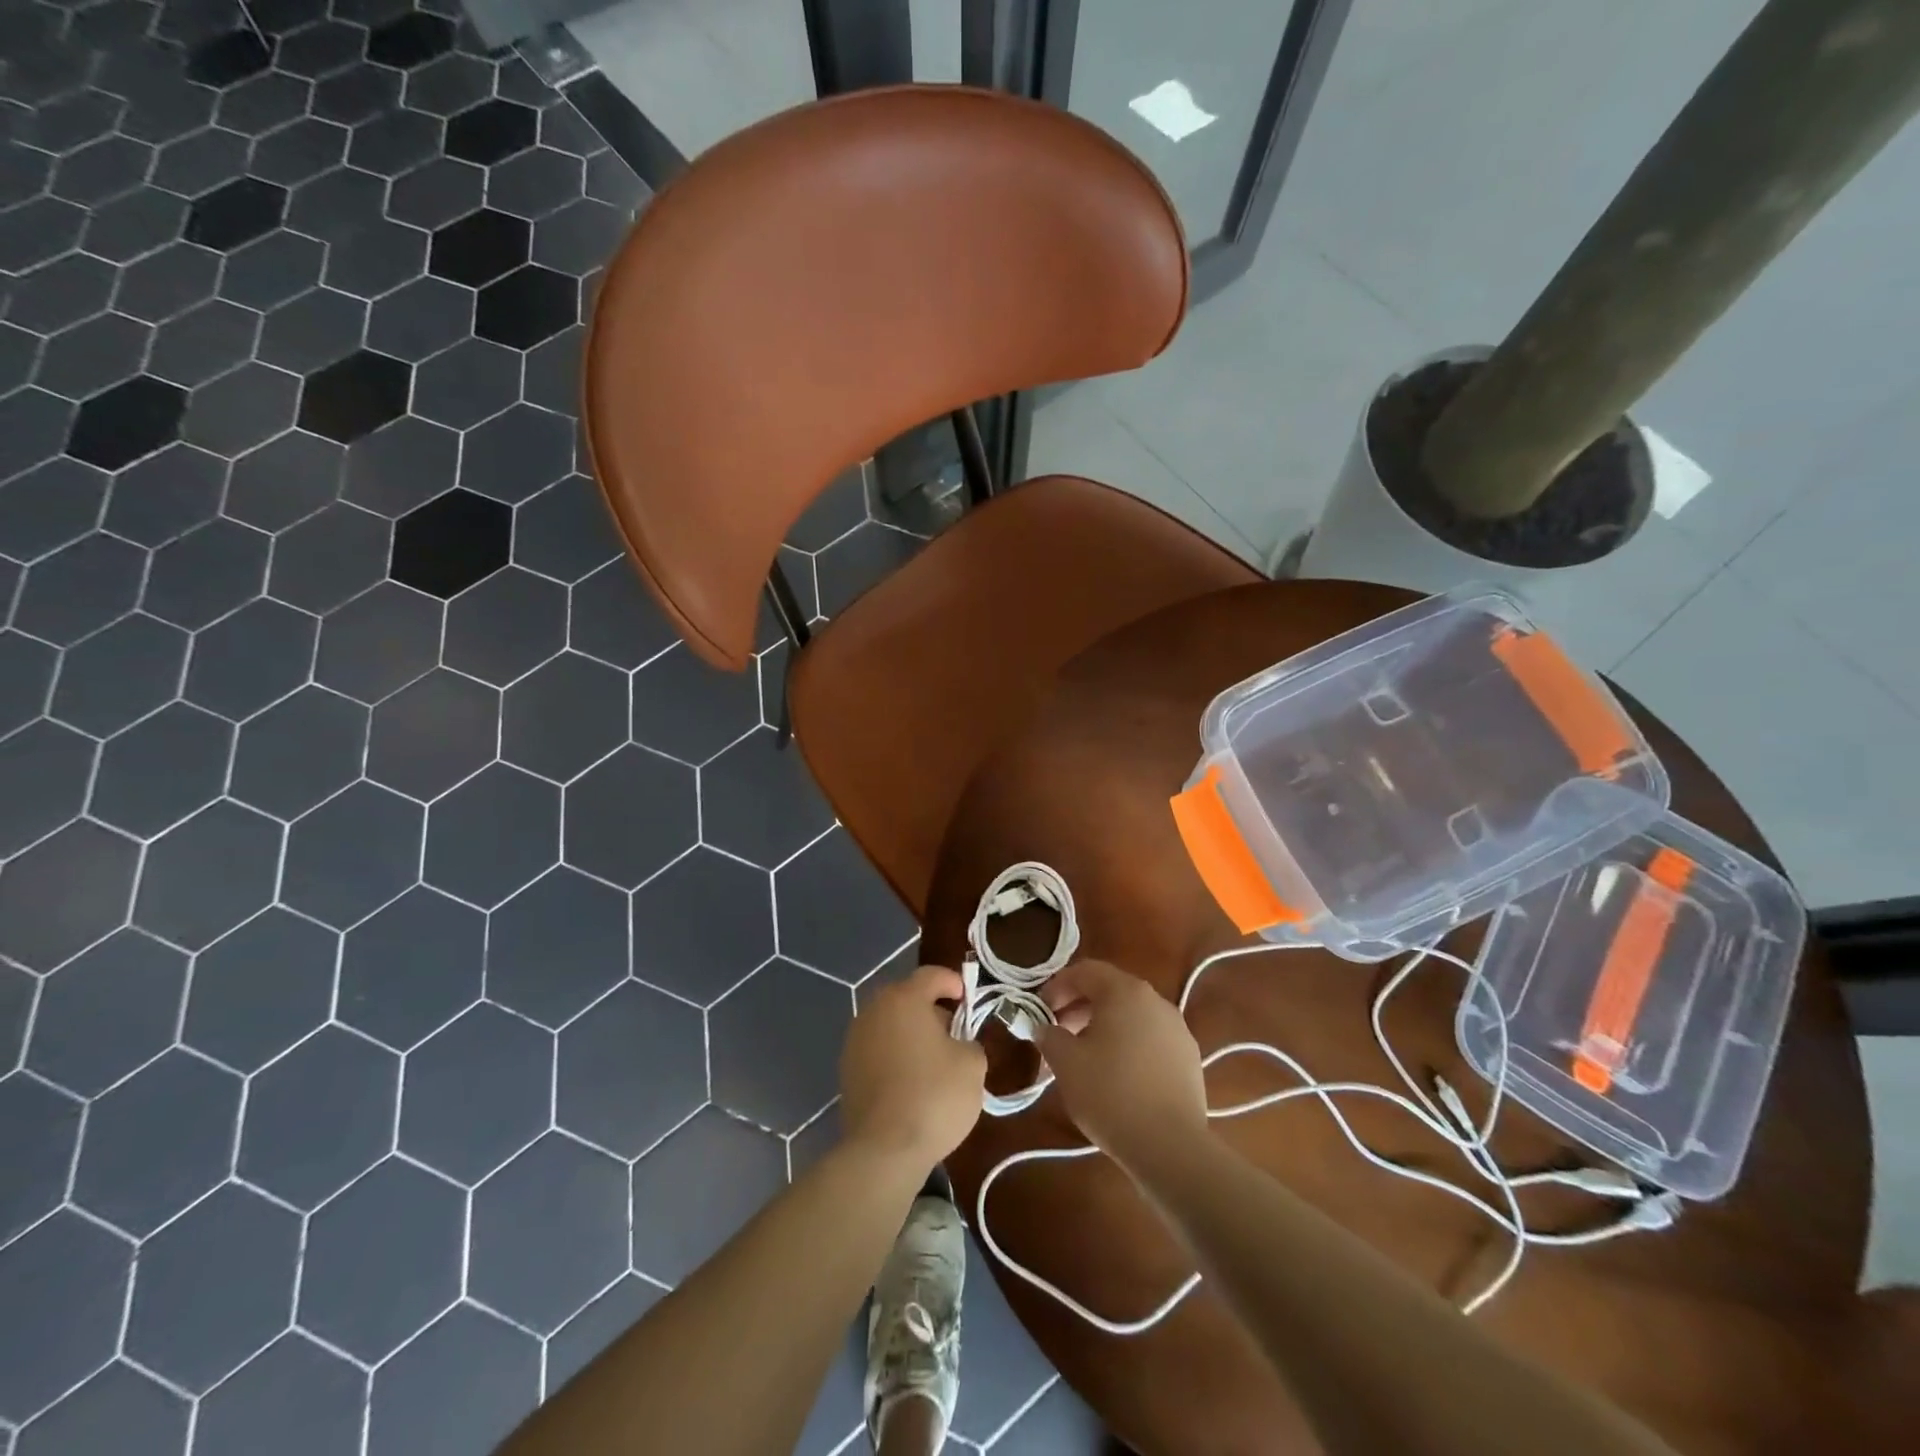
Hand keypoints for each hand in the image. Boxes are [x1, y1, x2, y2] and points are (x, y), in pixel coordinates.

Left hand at [840, 965, 985, 1170]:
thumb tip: (958, 1044)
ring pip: (890, 1024)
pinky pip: (878, 1050)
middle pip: (907, 998)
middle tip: (954, 1034)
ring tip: (934, 1061)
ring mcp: (855, 1040)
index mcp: (904, 999)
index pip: (931, 975)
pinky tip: (911, 1082)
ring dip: (911, 1034)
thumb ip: (969, 1042)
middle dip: (931, 1010)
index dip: (953, 982)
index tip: (968, 1000)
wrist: (884, 1150)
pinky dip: (895, 1056)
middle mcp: (874, 1010)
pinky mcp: (847, 1070)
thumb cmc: (934, 1096)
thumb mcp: (972, 1065)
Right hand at [1037, 960, 1208, 1173]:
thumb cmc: (1110, 1093)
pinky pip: (1150, 1038)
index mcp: (1125, 991)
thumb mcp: (1065, 1062)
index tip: (1040, 1011)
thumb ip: (1049, 1036)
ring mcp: (1177, 1029)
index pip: (1085, 971)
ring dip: (1103, 1027)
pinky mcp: (1189, 1058)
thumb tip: (1043, 1027)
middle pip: (1110, 991)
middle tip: (1057, 1034)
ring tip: (1084, 1057)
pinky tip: (1116, 1075)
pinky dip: (1127, 1045)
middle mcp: (1155, 1001)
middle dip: (1078, 1007)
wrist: (1170, 1147)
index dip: (1057, 986)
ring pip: (1131, 1015)